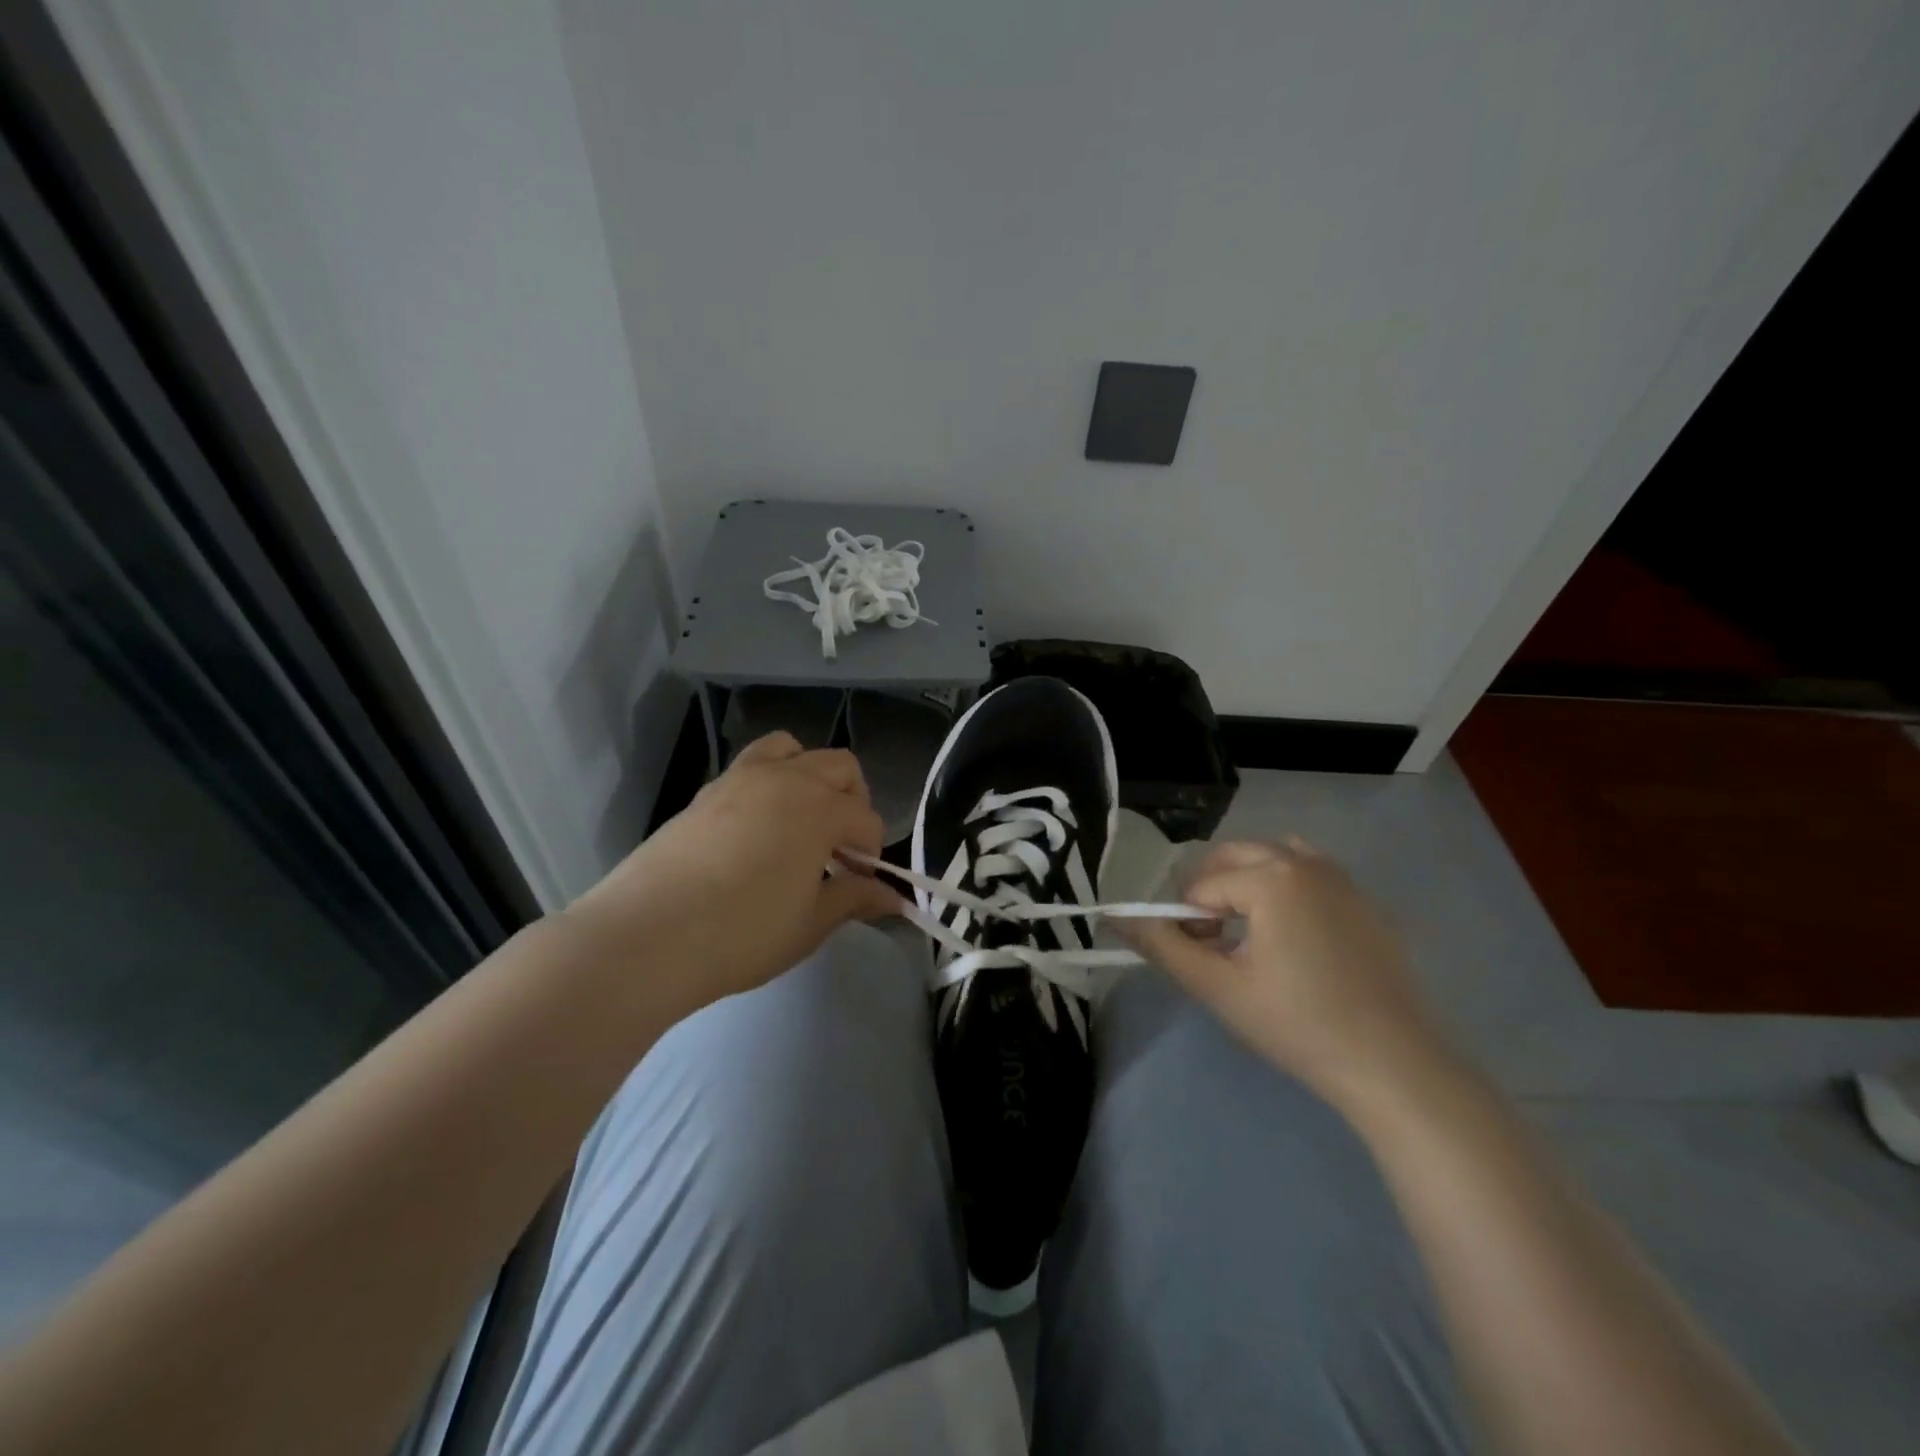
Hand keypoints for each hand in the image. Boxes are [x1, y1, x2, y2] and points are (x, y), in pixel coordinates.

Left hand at [565, 732, 901, 1006]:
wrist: (647, 935)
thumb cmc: (743, 933)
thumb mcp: (810, 923)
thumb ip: (854, 898)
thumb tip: (892, 897)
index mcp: (821, 807)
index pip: (867, 819)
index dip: (871, 854)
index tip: (861, 887)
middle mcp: (786, 778)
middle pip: (840, 767)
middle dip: (853, 802)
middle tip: (839, 850)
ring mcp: (742, 778)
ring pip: (793, 749)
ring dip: (811, 776)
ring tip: (802, 821)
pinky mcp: (707, 791)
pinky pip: (753, 765)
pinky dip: (771, 783)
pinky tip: (759, 830)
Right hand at [1129, 839, 1449, 1110]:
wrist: (1393, 1065)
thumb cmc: (1297, 1025)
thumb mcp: (1218, 987)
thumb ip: (1163, 945)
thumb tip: (1117, 917)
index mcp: (1271, 878)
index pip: (1202, 886)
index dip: (1189, 923)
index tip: (1203, 962)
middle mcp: (1306, 863)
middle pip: (1233, 858)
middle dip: (1212, 893)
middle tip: (1217, 945)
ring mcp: (1341, 878)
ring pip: (1270, 857)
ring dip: (1246, 883)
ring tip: (1250, 935)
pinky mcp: (1364, 900)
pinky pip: (1309, 871)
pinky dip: (1284, 886)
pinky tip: (1292, 935)